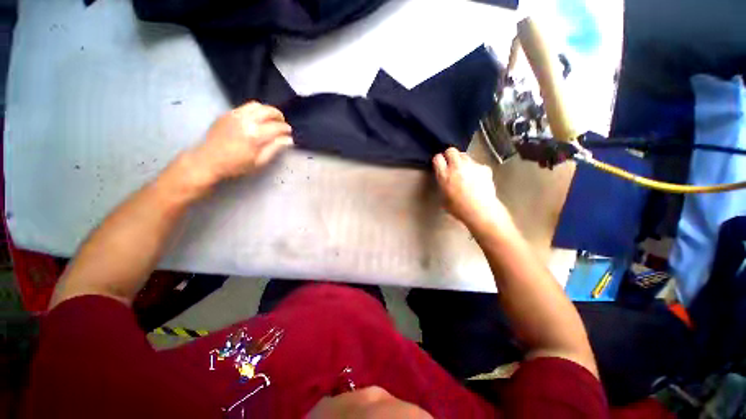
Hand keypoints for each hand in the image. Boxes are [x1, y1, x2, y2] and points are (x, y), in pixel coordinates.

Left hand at [192, 101, 292, 183]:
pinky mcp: (227, 114)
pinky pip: (244, 107)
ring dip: (267, 111)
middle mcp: (246, 120)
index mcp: (255, 135)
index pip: (277, 126)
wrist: (207, 161)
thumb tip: (288, 139)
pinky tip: (255, 120)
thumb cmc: (236, 166)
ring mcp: (234, 115)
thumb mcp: (259, 162)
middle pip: (268, 110)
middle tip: (282, 123)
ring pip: (256, 105)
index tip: (289, 133)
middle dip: (278, 116)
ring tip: (270, 119)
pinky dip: (255, 111)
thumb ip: (275, 148)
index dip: (286, 129)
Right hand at [433, 148, 511, 231]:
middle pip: (451, 150)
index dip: (438, 161)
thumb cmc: (459, 208)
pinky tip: (477, 178)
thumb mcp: (443, 197)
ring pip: (464, 155)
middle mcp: (457, 166)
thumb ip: (443, 183)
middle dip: (450, 155)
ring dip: (462, 161)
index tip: (439, 164)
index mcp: (444, 175)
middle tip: (451, 164)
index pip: (437, 158)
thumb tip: (445, 179)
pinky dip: (475, 168)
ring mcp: (472, 165)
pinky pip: (477, 163)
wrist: (481, 210)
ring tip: (464, 171)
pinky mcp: (484, 167)